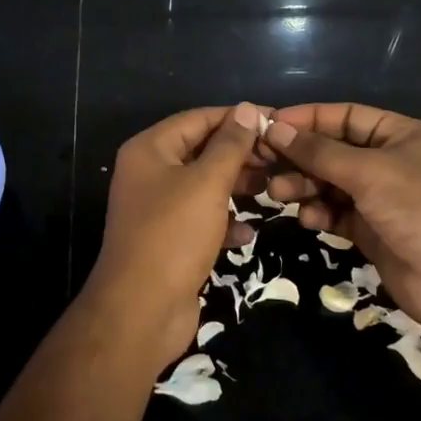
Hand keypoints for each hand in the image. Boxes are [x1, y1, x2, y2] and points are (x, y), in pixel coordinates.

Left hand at [87, 102, 267, 367]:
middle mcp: (150, 173)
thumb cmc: (173, 235)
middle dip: (239, 154)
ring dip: (236, 187)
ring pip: (204, 186)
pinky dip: (224, 222)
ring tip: (273, 190)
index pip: (198, 119)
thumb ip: (230, 145)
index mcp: (149, 150)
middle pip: (201, 151)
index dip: (236, 118)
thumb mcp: (207, 183)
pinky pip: (202, 219)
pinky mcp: (169, 240)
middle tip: (279, 158)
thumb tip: (246, 109)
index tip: (275, 121)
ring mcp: (158, 208)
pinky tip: (248, 232)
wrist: (141, 311)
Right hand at [261, 103, 420, 337]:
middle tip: (264, 164)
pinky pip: (336, 213)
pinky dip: (320, 213)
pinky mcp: (372, 232)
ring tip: (278, 194)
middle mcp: (389, 162)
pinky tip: (309, 219)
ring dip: (304, 186)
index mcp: (399, 135)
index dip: (307, 119)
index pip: (344, 116)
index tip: (269, 125)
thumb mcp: (369, 171)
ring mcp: (381, 199)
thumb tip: (275, 128)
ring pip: (330, 183)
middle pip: (333, 150)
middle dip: (300, 157)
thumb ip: (319, 152)